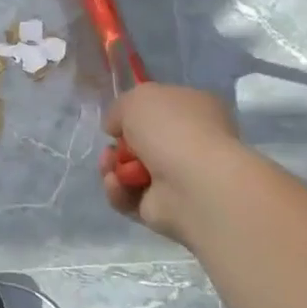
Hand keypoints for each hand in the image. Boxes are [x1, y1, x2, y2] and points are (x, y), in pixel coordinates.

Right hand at [100, 82, 240, 238]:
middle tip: (109, 149)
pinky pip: (130, 197)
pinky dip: (118, 191)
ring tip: (109, 167)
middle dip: (117, 147)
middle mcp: (191, 144)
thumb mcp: (137, 98)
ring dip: (112, 168)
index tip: (117, 121)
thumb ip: (120, 109)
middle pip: (140, 144)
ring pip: (131, 172)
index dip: (134, 114)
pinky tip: (117, 184)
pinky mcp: (165, 209)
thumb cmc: (171, 129)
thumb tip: (116, 128)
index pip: (162, 110)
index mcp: (197, 111)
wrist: (192, 182)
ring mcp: (180, 179)